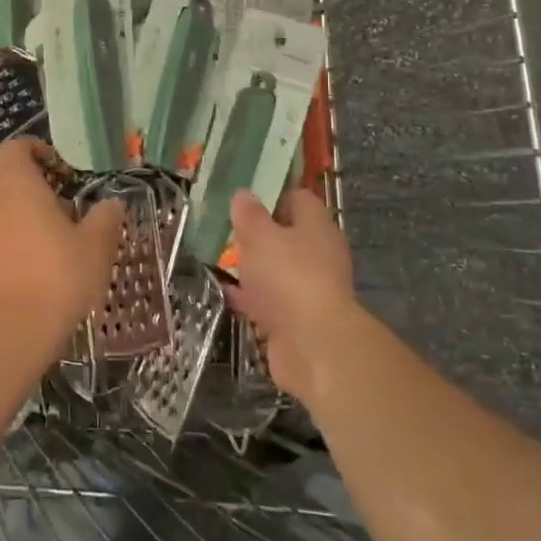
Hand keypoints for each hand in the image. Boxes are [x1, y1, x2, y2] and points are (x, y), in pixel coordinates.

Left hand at [0, 139, 124, 347]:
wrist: (8, 333)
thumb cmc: (58, 277)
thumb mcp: (96, 247)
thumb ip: (105, 219)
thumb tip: (112, 203)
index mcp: (18, 187)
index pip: (14, 149)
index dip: (33, 150)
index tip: (56, 167)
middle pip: (5, 185)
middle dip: (31, 195)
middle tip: (61, 219)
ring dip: (16, 227)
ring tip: (45, 255)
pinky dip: (2, 257)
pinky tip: (23, 284)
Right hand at [225, 188, 362, 404]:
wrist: (313, 346)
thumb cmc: (288, 277)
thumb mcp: (260, 236)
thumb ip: (249, 215)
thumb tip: (243, 194)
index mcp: (317, 226)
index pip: (297, 198)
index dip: (271, 195)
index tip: (242, 199)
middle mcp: (319, 254)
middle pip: (287, 235)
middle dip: (258, 234)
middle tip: (226, 230)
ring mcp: (310, 288)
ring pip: (278, 269)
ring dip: (254, 267)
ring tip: (220, 259)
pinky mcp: (298, 319)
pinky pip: (271, 300)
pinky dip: (252, 297)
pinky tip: (226, 293)